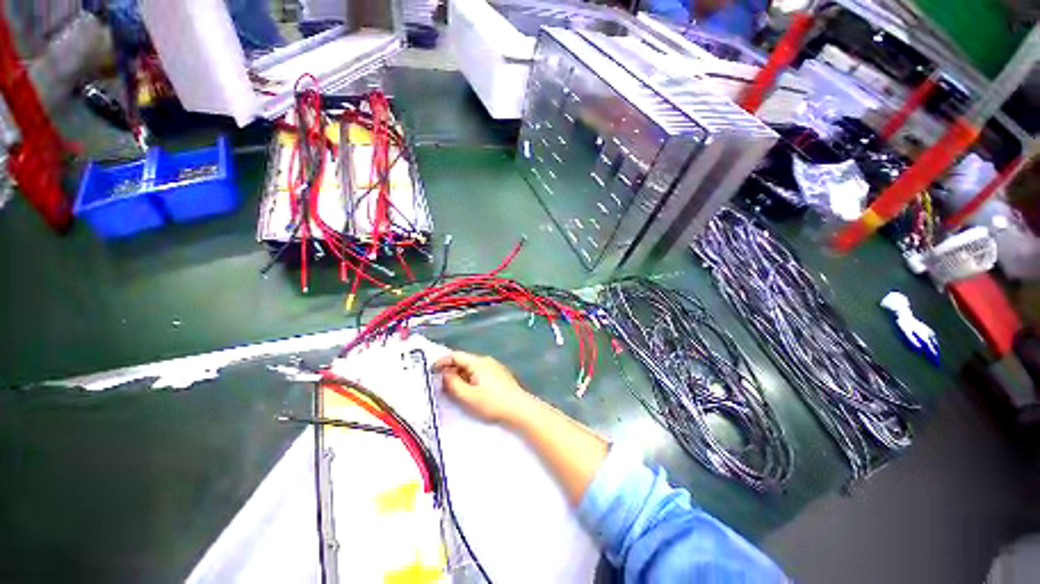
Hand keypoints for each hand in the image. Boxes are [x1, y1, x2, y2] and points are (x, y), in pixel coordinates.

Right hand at [434, 351, 533, 424]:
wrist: (519, 408)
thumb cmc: (492, 402)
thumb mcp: (468, 396)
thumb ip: (453, 384)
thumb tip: (445, 374)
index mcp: (478, 362)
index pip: (456, 355)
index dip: (442, 361)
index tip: (431, 370)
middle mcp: (486, 360)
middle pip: (464, 360)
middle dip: (451, 369)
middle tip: (441, 382)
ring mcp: (494, 366)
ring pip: (472, 367)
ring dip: (461, 374)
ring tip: (454, 388)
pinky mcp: (499, 374)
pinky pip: (480, 371)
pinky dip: (470, 377)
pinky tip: (470, 389)